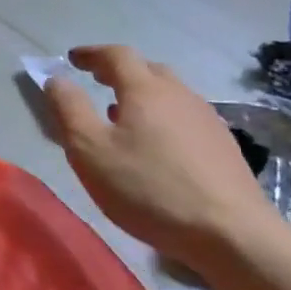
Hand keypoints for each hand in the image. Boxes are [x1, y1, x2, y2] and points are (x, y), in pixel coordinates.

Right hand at [44, 44, 272, 267]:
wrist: (234, 235)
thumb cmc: (150, 189)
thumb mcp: (90, 151)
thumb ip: (69, 110)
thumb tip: (56, 79)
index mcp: (145, 89)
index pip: (116, 55)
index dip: (92, 54)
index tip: (72, 58)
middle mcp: (179, 94)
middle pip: (148, 70)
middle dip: (120, 71)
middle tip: (99, 81)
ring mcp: (207, 120)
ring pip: (170, 94)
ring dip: (144, 96)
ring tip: (124, 116)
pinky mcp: (225, 148)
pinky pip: (186, 118)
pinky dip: (164, 119)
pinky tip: (158, 147)